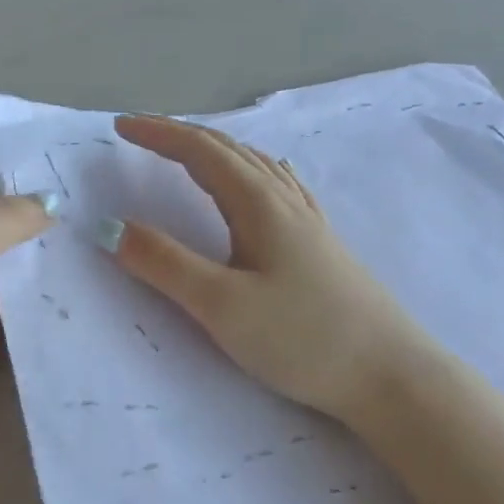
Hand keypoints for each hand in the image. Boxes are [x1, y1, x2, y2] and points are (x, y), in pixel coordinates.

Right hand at [104, 115, 444, 425]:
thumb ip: (163, 264)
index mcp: (259, 204)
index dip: (158, 133)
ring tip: (184, 151)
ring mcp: (307, 221)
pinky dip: (248, 169)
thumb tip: (110, 226)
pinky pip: (276, 185)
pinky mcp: (320, 245)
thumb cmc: (304, 339)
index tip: (119, 126)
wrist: (393, 378)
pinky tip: (261, 181)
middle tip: (140, 133)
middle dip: (179, 135)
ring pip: (254, 165)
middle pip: (228, 150)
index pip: (200, 151)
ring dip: (212, 149)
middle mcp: (284, 201)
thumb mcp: (221, 305)